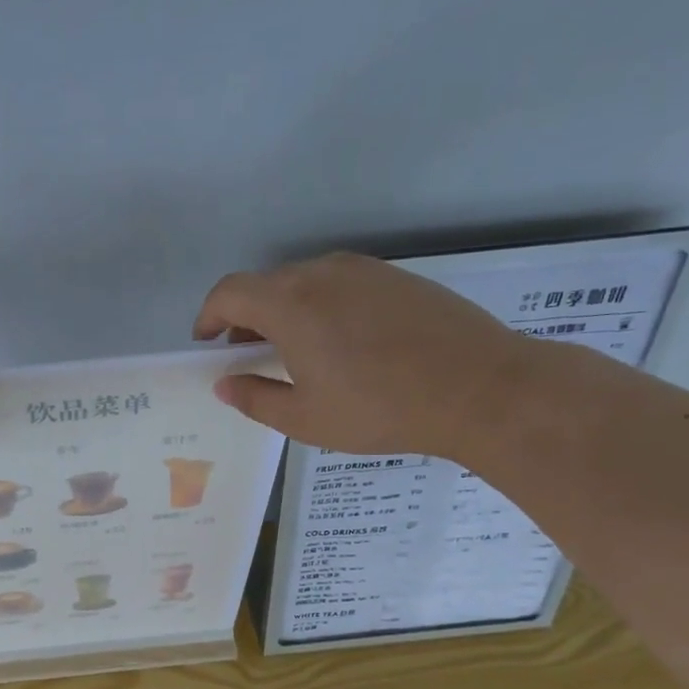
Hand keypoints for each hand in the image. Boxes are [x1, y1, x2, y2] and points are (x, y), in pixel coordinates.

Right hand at [193, 252, 536, 457]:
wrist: (481, 388)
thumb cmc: (380, 409)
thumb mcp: (305, 419)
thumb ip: (254, 398)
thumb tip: (225, 384)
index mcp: (290, 304)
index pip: (229, 293)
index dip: (208, 316)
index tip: (207, 343)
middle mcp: (321, 273)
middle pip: (265, 285)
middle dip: (245, 318)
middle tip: (248, 357)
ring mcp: (363, 270)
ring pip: (303, 282)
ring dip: (283, 311)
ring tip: (294, 353)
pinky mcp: (396, 277)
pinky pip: (339, 284)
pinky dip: (320, 306)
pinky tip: (340, 344)